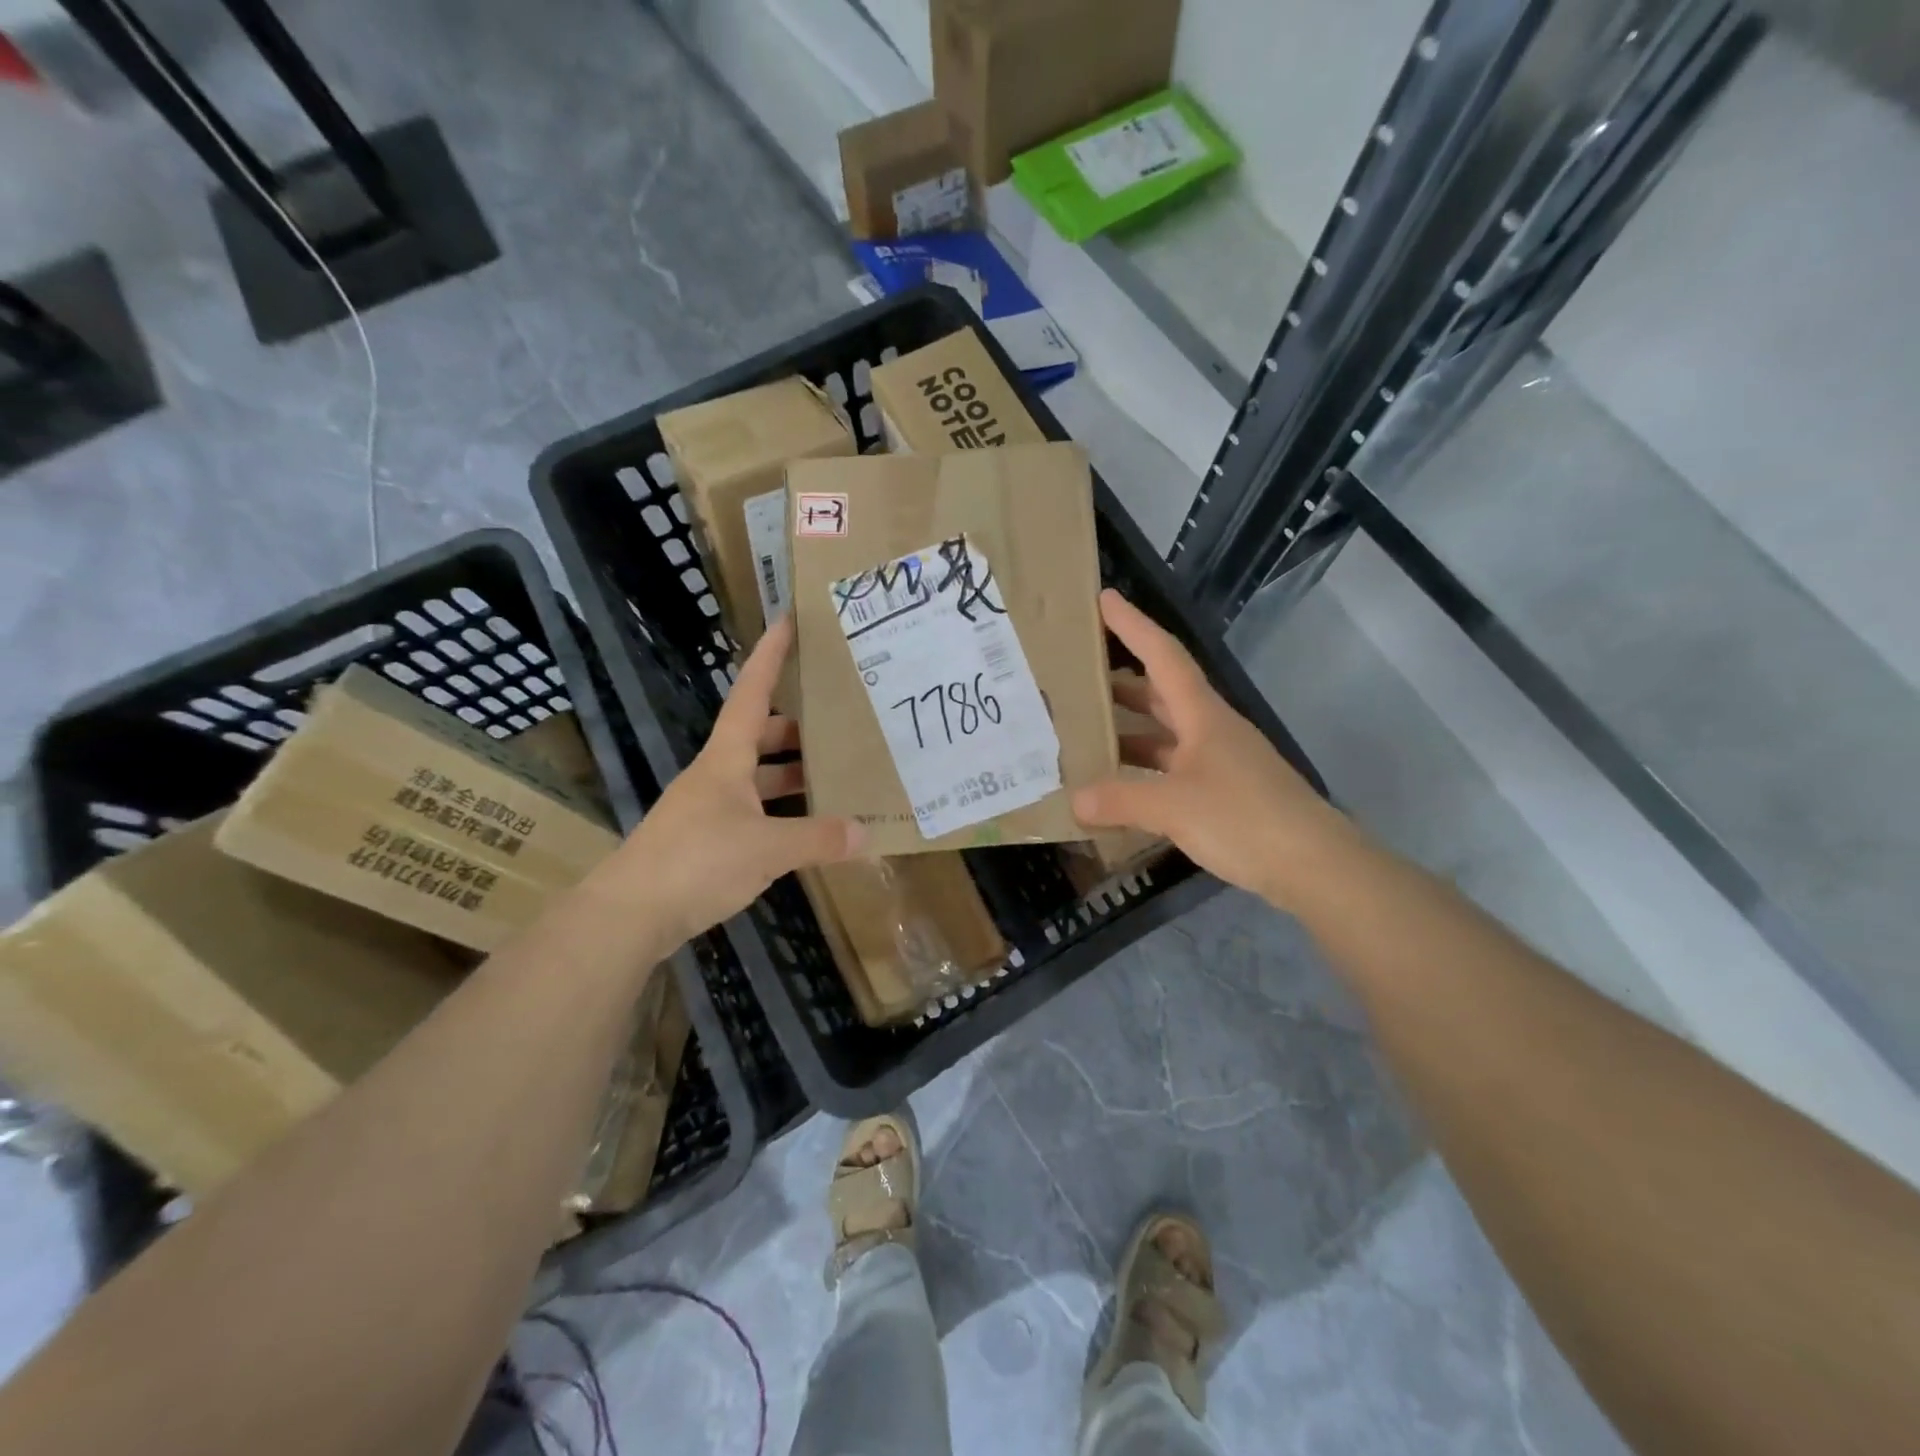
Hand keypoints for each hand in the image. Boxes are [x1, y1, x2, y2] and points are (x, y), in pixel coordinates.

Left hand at [589, 616, 862, 946]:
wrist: (629, 914)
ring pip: (758, 778)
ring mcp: (709, 809)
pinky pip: (754, 812)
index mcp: (727, 759)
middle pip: (759, 736)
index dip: (770, 656)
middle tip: (839, 724)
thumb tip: (865, 834)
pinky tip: (806, 829)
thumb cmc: (697, 861)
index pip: (752, 693)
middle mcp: (717, 775)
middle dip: (797, 728)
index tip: (787, 621)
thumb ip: (818, 839)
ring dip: (791, 775)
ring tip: (835, 777)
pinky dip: (781, 813)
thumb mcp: (766, 848)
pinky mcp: (706, 842)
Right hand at [1072, 590, 1344, 909]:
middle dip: (1122, 681)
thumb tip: (1075, 799)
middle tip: (1079, 676)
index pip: (1163, 656)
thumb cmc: (1244, 818)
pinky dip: (1145, 771)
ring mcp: (1220, 763)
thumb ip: (1120, 799)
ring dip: (1130, 730)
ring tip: (1088, 732)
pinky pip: (1173, 770)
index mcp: (1203, 715)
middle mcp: (1211, 730)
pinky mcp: (1225, 794)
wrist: (1314, 865)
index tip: (1104, 600)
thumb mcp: (1173, 806)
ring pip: (1166, 734)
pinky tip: (1120, 787)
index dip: (1133, 626)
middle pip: (1161, 693)